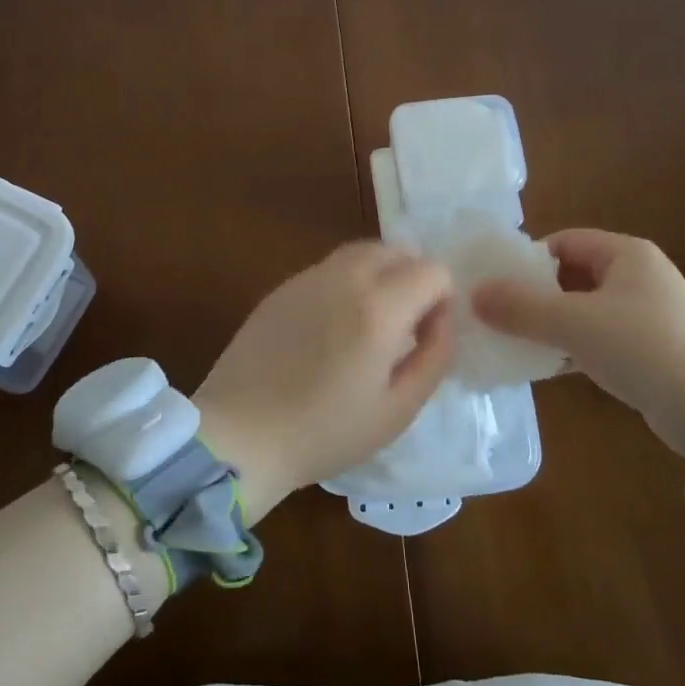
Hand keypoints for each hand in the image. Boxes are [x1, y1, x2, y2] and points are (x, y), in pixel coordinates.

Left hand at [195, 242, 455, 520]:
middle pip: (396, 250)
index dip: (442, 299)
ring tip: (370, 324)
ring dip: (380, 275)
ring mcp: (307, 278)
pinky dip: (346, 283)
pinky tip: (332, 328)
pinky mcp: (281, 288)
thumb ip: (434, 356)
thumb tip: (444, 318)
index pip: (432, 269)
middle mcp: (344, 278)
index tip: (427, 334)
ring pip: (361, 252)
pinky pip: (329, 268)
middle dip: (412, 278)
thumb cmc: (325, 432)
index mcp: (378, 308)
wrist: (240, 435)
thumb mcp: (397, 409)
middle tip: (404, 326)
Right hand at [472, 228, 684, 479]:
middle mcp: (638, 276)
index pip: (564, 241)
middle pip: (571, 274)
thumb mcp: (572, 322)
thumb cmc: (640, 347)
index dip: (528, 259)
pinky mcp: (648, 348)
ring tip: (514, 340)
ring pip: (583, 308)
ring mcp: (645, 314)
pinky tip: (544, 365)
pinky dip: (571, 346)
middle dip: (534, 293)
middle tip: (500, 313)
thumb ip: (520, 307)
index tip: (497, 284)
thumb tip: (473, 295)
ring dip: (550, 322)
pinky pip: (597, 336)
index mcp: (627, 253)